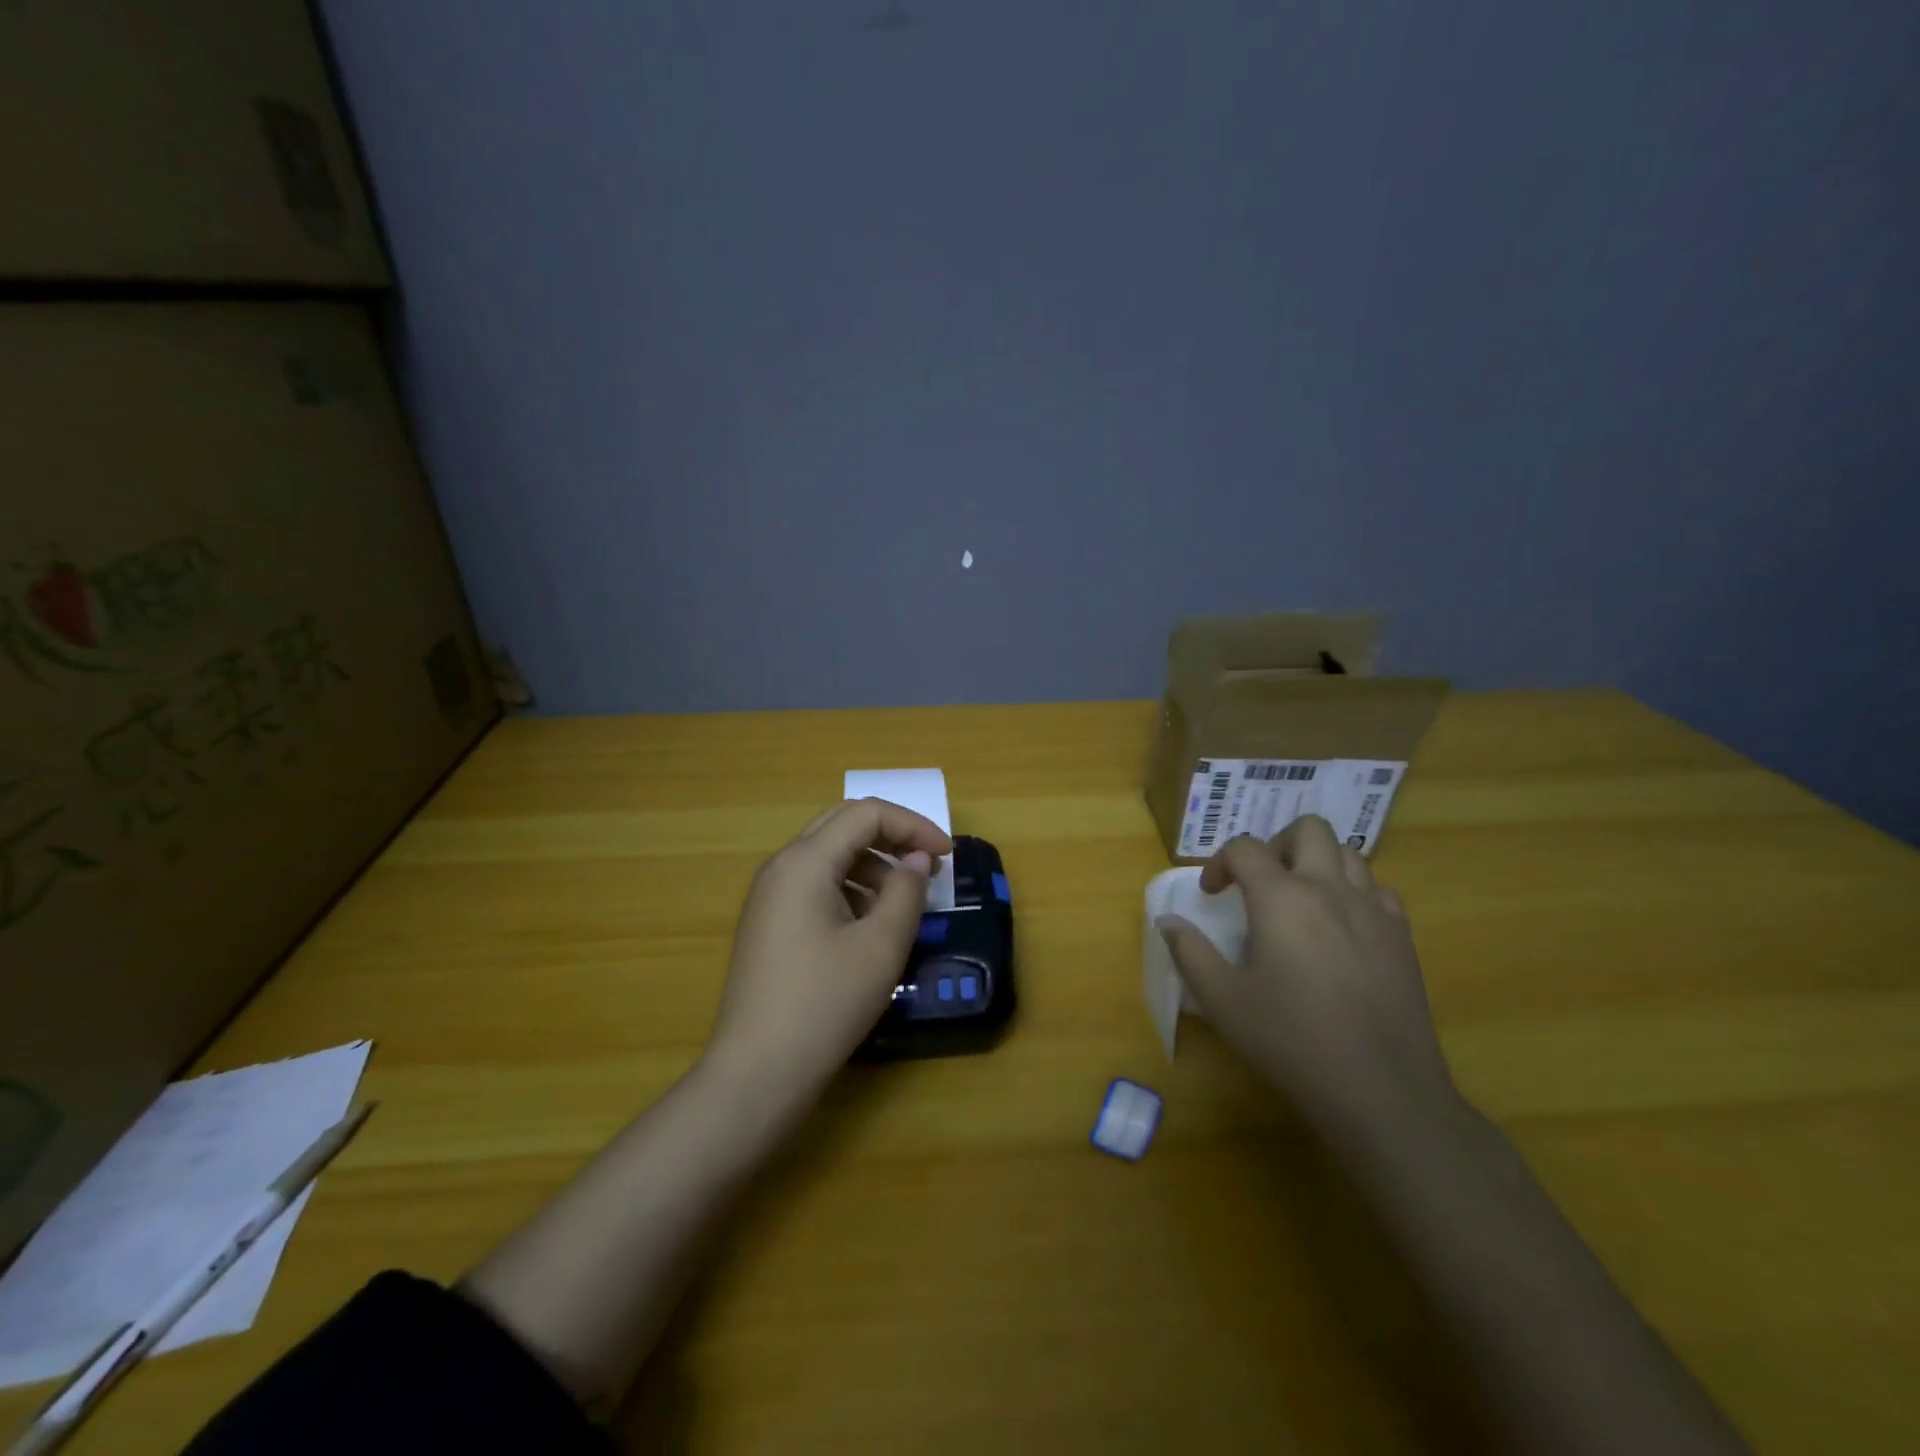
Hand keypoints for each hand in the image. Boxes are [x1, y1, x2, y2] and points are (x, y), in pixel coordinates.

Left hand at [704, 798, 951, 1099]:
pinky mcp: (769, 924)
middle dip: (892, 837)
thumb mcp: (881, 946)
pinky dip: (851, 889)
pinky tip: (871, 926)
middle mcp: (781, 867)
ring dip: (873, 864)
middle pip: (843, 825)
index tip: (948, 856)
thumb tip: (917, 860)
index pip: (866, 814)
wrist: (757, 1073)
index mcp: (804, 861)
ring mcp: (770, 896)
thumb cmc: (825, 1003)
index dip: (913, 825)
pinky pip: (815, 885)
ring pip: (829, 855)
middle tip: (929, 865)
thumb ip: (907, 892)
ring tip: (904, 901)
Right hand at [1159, 815, 1455, 1131]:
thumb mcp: (1222, 999)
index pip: (1245, 848)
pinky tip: (1341, 928)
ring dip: (1317, 863)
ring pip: (1348, 853)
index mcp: (1281, 897)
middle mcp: (1329, 888)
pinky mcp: (1402, 936)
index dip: (1220, 862)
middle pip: (1307, 829)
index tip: (1212, 895)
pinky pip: (1377, 889)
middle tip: (1260, 884)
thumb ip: (1189, 951)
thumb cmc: (1290, 1040)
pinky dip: (1353, 892)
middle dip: (1276, 844)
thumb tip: (1167, 921)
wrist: (1380, 1089)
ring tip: (1299, 901)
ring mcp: (1372, 909)